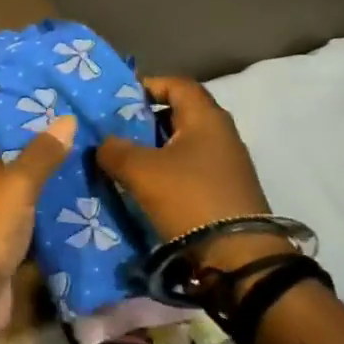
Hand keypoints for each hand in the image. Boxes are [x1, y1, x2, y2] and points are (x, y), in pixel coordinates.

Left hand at [0, 116, 73, 343]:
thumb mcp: (15, 184)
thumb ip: (41, 154)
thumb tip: (66, 120)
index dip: (2, 126)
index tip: (40, 123)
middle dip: (32, 159)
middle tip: (72, 147)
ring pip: (15, 197)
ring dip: (42, 192)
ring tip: (83, 175)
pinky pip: (24, 227)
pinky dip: (44, 223)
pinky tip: (78, 214)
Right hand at [97, 78, 278, 269]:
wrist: (239, 260)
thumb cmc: (189, 198)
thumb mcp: (140, 170)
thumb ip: (114, 149)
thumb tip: (104, 144)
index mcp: (206, 118)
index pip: (176, 83)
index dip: (147, 85)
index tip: (118, 99)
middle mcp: (221, 134)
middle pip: (178, 113)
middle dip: (144, 120)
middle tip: (114, 130)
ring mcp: (227, 165)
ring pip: (182, 144)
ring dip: (154, 149)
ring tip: (124, 160)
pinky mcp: (226, 191)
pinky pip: (190, 169)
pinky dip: (167, 171)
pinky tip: (146, 186)